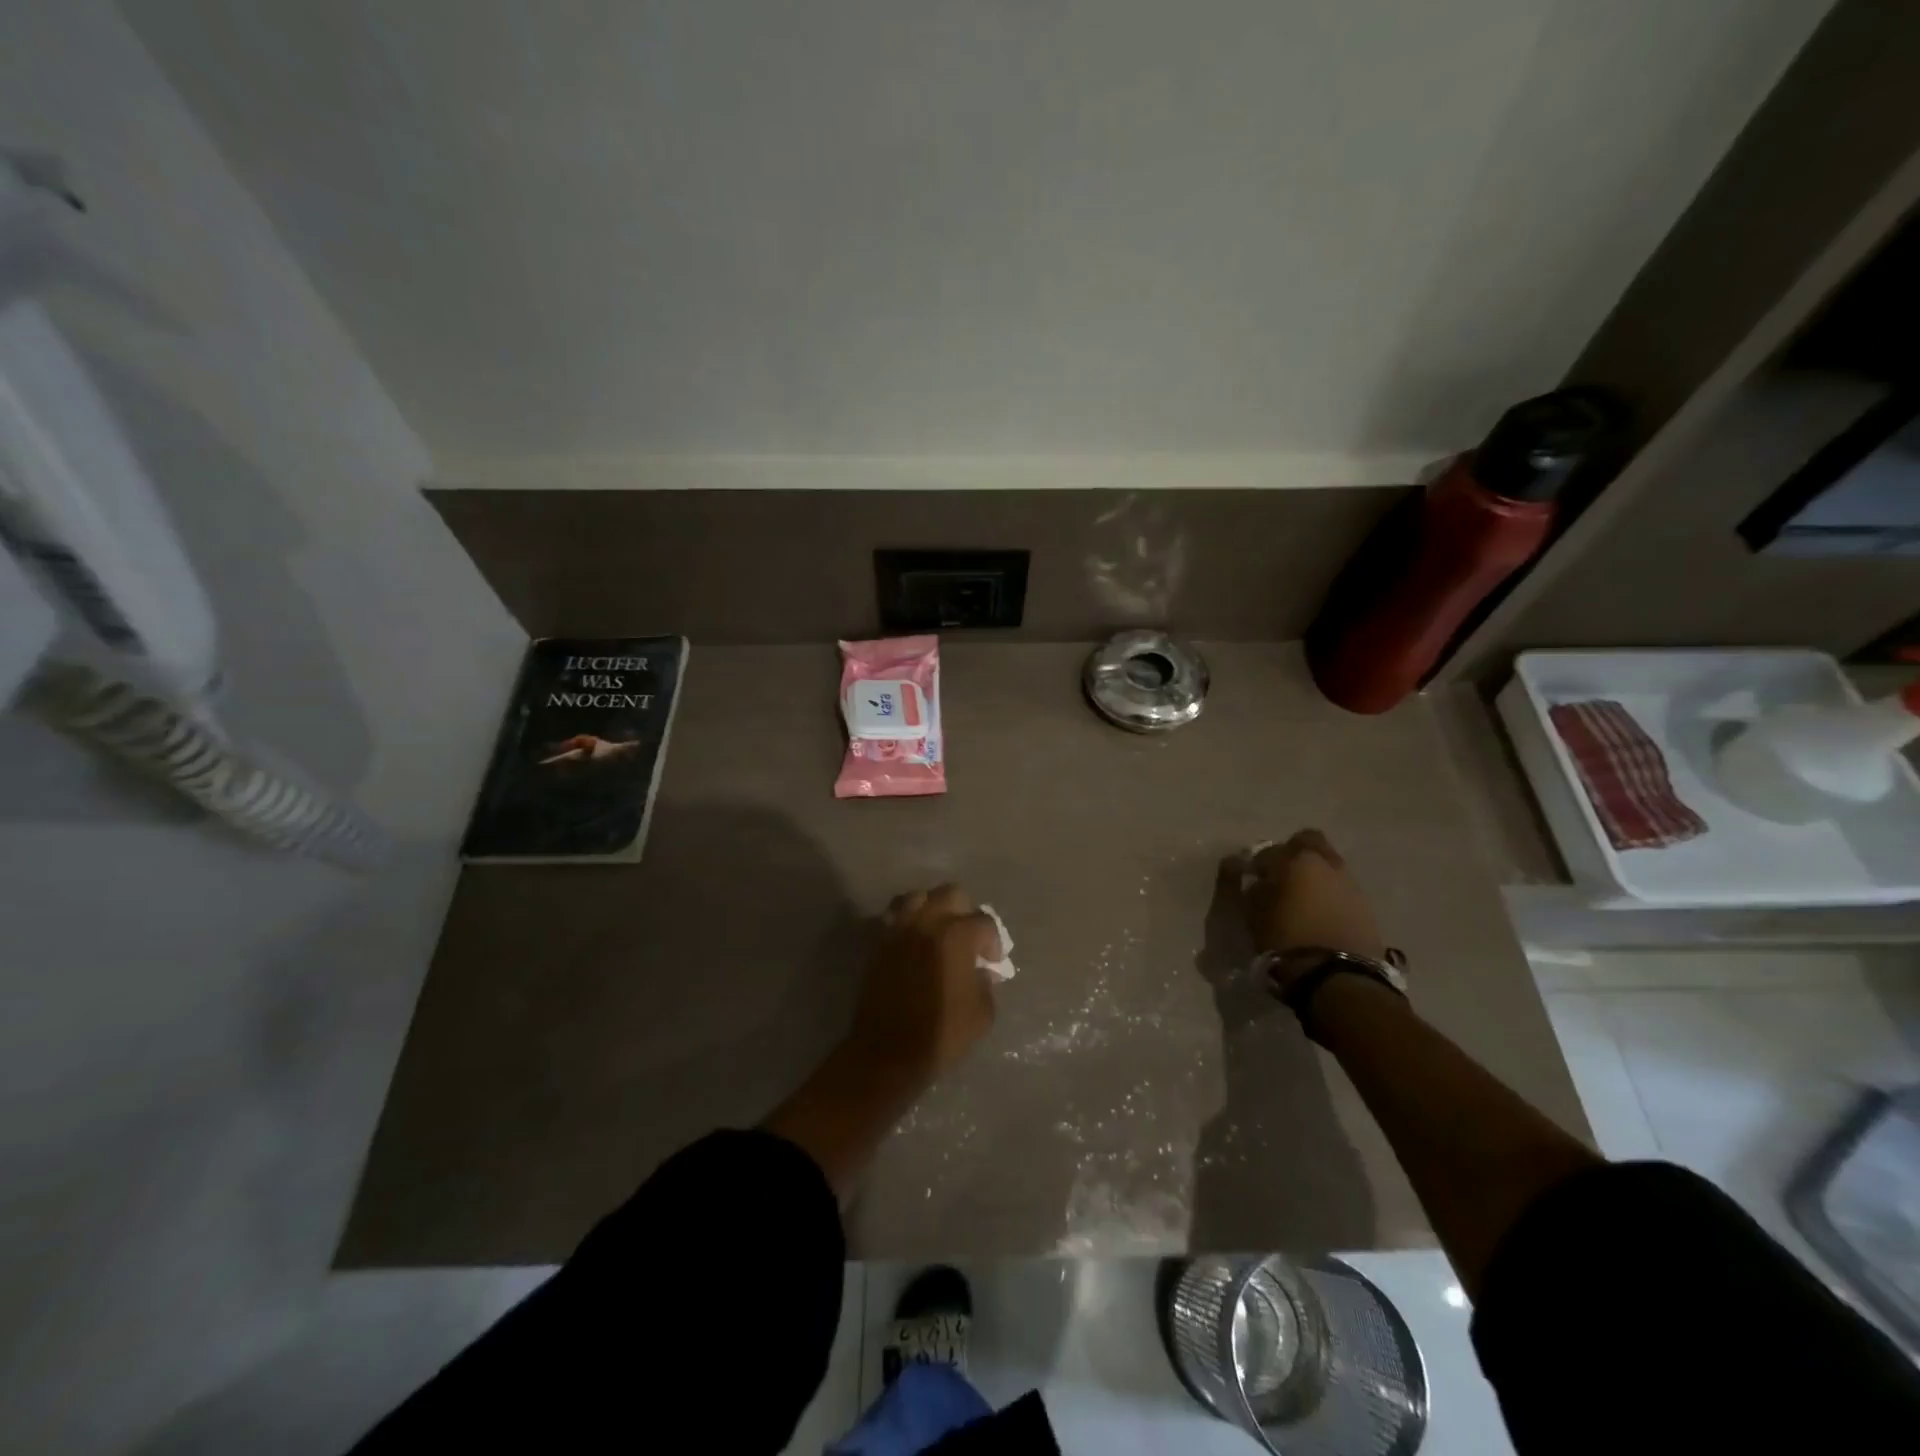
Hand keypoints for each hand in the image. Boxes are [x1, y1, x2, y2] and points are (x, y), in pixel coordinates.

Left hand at [847, 884, 1000, 1084]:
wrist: (887, 1052)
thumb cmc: (941, 1034)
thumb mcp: (982, 1014)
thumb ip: (987, 984)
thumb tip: (982, 971)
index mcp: (956, 936)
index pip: (983, 922)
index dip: (993, 941)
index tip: (992, 961)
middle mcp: (926, 923)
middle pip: (951, 894)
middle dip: (965, 911)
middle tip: (968, 937)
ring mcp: (899, 929)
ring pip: (918, 897)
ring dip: (932, 908)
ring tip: (938, 931)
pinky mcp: (879, 943)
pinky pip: (894, 916)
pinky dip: (907, 920)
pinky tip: (914, 940)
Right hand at [1243, 830, 1388, 990]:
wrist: (1338, 976)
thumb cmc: (1286, 940)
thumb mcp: (1254, 915)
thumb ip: (1251, 889)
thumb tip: (1254, 878)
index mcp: (1296, 860)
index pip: (1269, 851)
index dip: (1258, 864)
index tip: (1252, 879)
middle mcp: (1326, 863)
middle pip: (1309, 842)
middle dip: (1294, 853)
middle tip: (1281, 876)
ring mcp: (1350, 883)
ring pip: (1328, 865)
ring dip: (1315, 875)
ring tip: (1302, 900)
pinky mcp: (1366, 906)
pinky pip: (1341, 888)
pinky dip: (1329, 894)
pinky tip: (1320, 914)